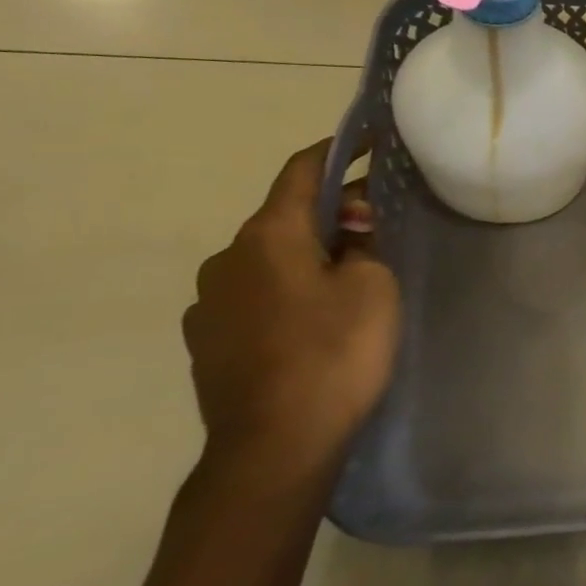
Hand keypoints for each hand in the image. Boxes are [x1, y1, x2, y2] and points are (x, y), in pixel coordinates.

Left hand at [182, 140, 400, 482]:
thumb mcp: (372, 287)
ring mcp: (208, 305)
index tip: (369, 140)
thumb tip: (347, 233)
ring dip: (309, 254)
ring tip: (351, 277)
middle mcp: (225, 261)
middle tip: (378, 223)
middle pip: (285, 218)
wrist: (275, 445)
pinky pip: (256, 295)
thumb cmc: (334, 353)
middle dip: (331, 212)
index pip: (300, 173)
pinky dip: (289, 289)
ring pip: (269, 260)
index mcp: (266, 237)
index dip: (337, 151)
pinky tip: (317, 318)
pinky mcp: (207, 342)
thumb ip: (362, 247)